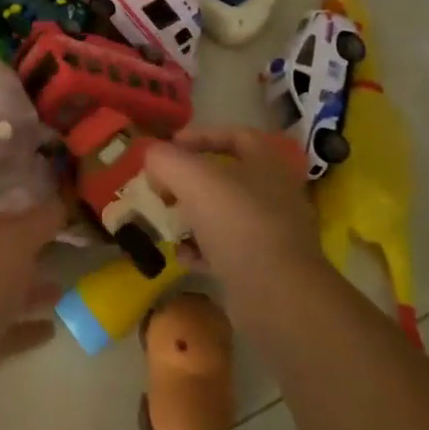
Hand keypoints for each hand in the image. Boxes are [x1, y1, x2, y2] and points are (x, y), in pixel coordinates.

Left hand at [0, 202, 64, 404]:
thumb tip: (59, 201)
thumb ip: (40, 220)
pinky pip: (3, 332)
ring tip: (62, 291)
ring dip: (29, 293)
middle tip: (61, 255)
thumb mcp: (16, 237)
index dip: (23, 218)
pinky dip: (25, 329)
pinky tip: (51, 329)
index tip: (54, 221)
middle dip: (26, 257)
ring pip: (0, 295)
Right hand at [142, 127, 323, 300]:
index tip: (169, 147)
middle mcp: (275, 193)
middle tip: (163, 188)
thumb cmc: (237, 222)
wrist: (276, 294)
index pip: (234, 135)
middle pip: (227, 177)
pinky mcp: (265, 267)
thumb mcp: (192, 179)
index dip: (199, 135)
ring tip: (168, 222)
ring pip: (224, 214)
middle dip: (190, 181)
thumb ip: (166, 159)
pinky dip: (202, 249)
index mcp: (267, 163)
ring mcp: (273, 232)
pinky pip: (227, 249)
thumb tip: (152, 156)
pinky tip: (183, 256)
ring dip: (193, 216)